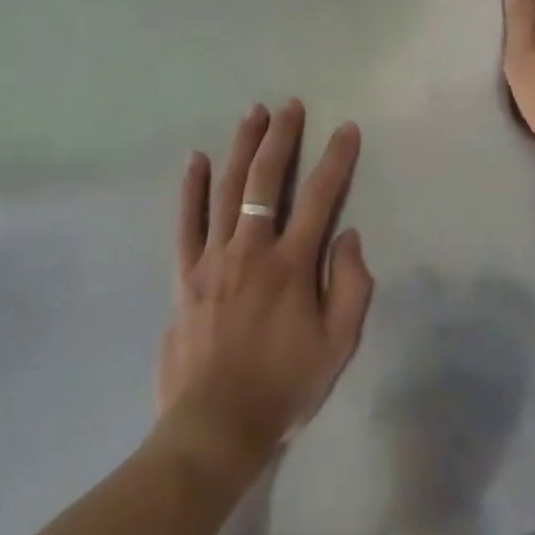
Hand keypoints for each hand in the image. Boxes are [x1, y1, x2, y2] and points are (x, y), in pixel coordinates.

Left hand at [157, 100, 375, 474]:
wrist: (214, 429)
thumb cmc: (283, 387)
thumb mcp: (337, 345)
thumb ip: (350, 286)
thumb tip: (347, 235)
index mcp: (291, 265)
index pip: (319, 197)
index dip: (336, 159)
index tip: (347, 128)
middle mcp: (251, 250)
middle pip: (266, 181)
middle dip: (281, 138)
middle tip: (290, 106)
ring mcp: (212, 259)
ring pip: (227, 190)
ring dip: (241, 147)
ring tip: (253, 113)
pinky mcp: (184, 275)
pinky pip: (186, 223)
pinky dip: (191, 189)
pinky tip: (196, 159)